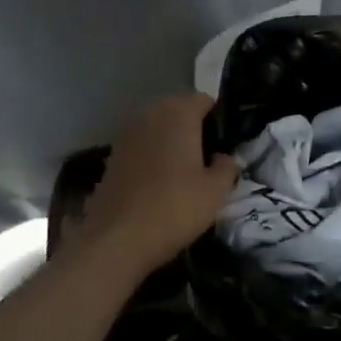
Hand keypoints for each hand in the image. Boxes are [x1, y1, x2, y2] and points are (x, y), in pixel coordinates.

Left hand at [74, 94, 238, 272]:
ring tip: (187, 172)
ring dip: (172, 142)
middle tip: (210, 159)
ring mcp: (127, 134)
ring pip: (158, 128)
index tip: (228, 143)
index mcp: (178, 113)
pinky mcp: (112, 157)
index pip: (205, 100)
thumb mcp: (216, 191)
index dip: (219, 118)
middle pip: (179, 111)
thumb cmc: (175, 208)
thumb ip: (227, 167)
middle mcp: (150, 115)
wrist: (117, 239)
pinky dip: (154, 156)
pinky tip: (162, 183)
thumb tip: (225, 157)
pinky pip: (142, 146)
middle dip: (195, 128)